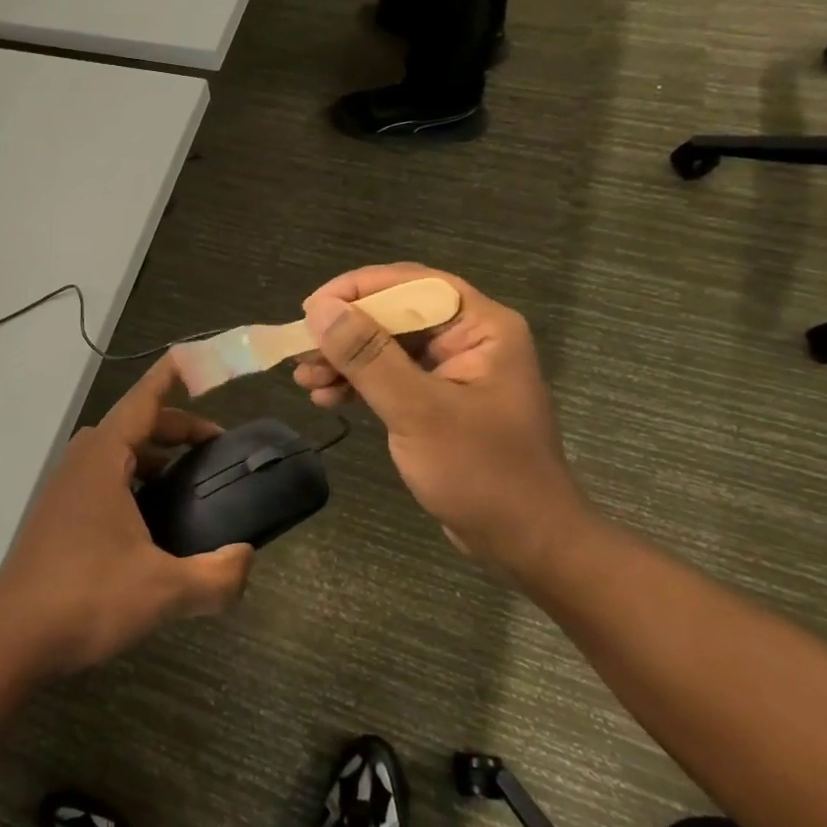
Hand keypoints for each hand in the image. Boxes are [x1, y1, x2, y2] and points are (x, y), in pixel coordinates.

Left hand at [0, 356, 253, 678]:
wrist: (12, 639)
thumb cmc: (87, 598)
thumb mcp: (163, 591)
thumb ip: (216, 577)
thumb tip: (247, 560)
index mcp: (103, 459)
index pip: (143, 401)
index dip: (170, 377)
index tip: (194, 357)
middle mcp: (80, 463)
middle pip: (134, 426)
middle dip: (176, 428)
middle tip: (216, 448)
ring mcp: (64, 490)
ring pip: (116, 455)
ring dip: (154, 457)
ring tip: (190, 484)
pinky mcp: (57, 517)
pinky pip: (103, 480)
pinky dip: (134, 482)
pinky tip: (153, 524)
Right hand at [293, 264, 588, 571]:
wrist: (525, 542)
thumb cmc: (481, 473)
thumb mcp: (418, 411)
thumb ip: (368, 356)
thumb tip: (321, 309)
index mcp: (481, 327)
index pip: (413, 283)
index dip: (358, 289)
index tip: (311, 310)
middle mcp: (469, 340)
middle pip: (395, 314)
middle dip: (345, 332)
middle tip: (301, 351)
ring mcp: (454, 372)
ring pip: (387, 347)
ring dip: (345, 360)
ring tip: (306, 381)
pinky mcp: (439, 401)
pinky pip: (391, 377)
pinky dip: (359, 384)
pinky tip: (328, 398)